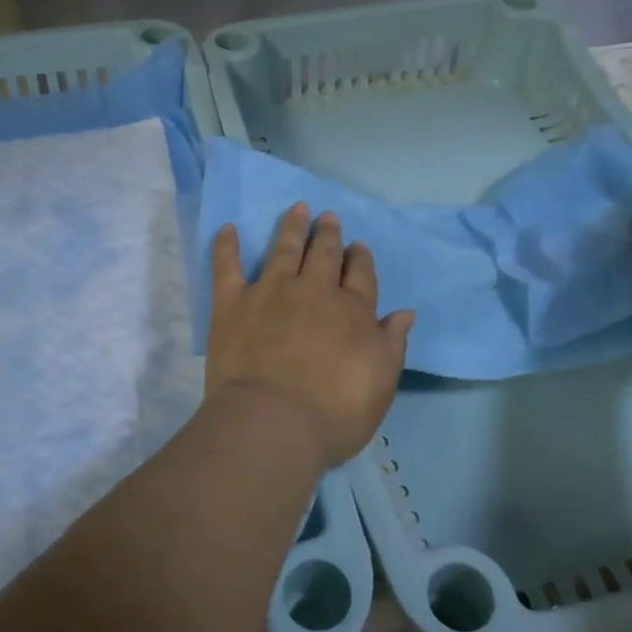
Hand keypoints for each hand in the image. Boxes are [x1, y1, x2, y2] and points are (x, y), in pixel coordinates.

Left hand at [206, 204, 415, 469]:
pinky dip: (227, 246)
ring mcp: (271, 292)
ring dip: (292, 228)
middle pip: (324, 255)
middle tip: (329, 217)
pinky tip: (228, 229)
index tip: (357, 246)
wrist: (273, 422)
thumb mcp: (381, 383)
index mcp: (352, 311)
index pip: (360, 275)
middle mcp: (314, 291)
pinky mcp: (233, 303)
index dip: (360, 258)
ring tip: (298, 209)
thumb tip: (404, 312)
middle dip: (328, 235)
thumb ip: (392, 344)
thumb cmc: (335, 413)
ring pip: (284, 250)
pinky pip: (227, 267)